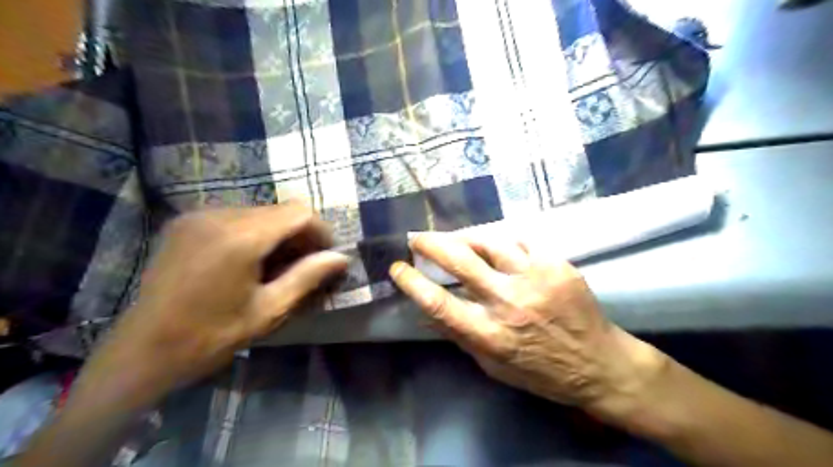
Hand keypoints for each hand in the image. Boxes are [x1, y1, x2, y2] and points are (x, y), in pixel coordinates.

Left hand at [83, 205, 347, 400]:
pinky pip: (235, 217)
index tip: (326, 256)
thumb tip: (342, 258)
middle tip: (305, 266)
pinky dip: (254, 232)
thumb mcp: (268, 310)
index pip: (298, 213)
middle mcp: (219, 215)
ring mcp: (198, 216)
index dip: (320, 231)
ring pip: (259, 212)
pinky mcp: (185, 222)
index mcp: (241, 238)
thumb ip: (308, 277)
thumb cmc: (211, 336)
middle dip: (300, 234)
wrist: (141, 351)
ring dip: (277, 233)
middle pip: (279, 210)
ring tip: (277, 266)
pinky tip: (249, 261)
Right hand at [390, 235, 668, 417]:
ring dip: (466, 238)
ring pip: (490, 243)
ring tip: (457, 239)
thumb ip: (460, 336)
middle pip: (460, 262)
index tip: (397, 268)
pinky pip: (521, 243)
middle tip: (417, 238)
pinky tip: (500, 249)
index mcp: (489, 335)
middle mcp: (509, 303)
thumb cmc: (541, 371)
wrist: (599, 364)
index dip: (412, 282)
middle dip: (431, 244)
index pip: (438, 304)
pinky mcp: (557, 265)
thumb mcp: (493, 365)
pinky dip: (504, 244)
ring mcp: (536, 280)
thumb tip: (426, 314)